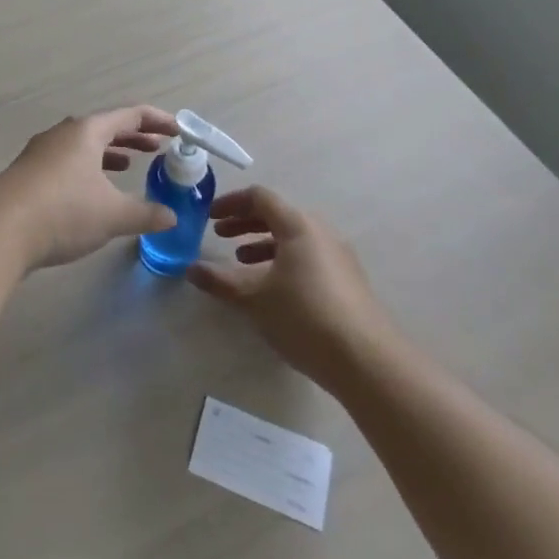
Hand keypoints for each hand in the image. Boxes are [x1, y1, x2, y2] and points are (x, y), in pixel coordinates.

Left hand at [0, 106, 181, 269]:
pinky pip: (67, 161)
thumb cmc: (64, 211)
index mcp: (87, 131)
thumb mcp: (113, 215)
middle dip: (133, 137)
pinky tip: (91, 191)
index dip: (158, 121)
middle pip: (105, 127)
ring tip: (128, 165)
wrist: (0, 229)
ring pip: (83, 145)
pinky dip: (88, 168)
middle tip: (157, 149)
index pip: (130, 115)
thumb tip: (172, 216)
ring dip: (109, 153)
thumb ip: (146, 214)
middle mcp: (63, 133)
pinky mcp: (28, 173)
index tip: (179, 131)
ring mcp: (41, 152)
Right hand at [187, 187, 389, 390]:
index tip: (209, 216)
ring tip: (241, 261)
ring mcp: (338, 257)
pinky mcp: (347, 281)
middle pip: (278, 215)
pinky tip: (272, 288)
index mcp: (298, 226)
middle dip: (245, 223)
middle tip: (219, 235)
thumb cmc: (304, 316)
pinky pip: (308, 257)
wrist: (367, 361)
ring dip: (263, 243)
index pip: (260, 197)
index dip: (230, 203)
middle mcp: (321, 232)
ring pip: (293, 238)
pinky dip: (283, 260)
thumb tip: (191, 269)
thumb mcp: (253, 298)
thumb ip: (220, 281)